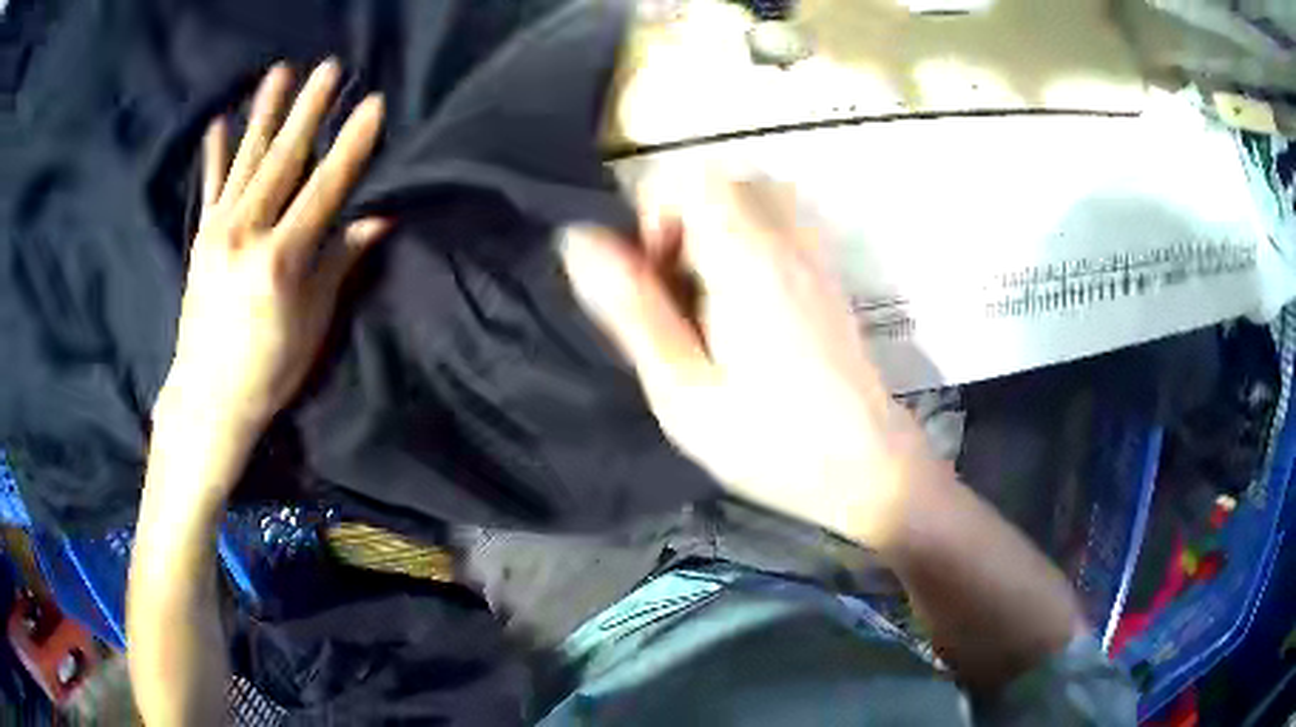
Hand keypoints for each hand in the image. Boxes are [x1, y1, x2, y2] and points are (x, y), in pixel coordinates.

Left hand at [156, 60, 386, 448]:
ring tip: (278, 73)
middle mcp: (246, 234)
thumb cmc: (268, 370)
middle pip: (283, 160)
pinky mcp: (202, 239)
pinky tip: (217, 124)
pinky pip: (210, 188)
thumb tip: (377, 219)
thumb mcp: (313, 322)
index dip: (352, 144)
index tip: (374, 104)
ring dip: (264, 113)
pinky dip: (215, 155)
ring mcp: (219, 232)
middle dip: (309, 110)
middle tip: (328, 68)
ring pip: (246, 161)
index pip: (325, 188)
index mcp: (281, 260)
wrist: (208, 399)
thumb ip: (339, 262)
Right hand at [561, 174, 936, 545]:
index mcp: (747, 260)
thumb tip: (577, 239)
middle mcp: (786, 239)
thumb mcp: (682, 390)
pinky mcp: (826, 271)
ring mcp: (813, 251)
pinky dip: (744, 240)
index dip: (653, 211)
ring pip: (749, 195)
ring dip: (712, 228)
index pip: (690, 176)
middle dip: (680, 221)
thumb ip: (631, 309)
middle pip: (718, 179)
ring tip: (707, 296)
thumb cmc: (770, 442)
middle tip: (678, 292)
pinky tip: (742, 303)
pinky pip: (777, 220)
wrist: (865, 466)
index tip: (654, 275)